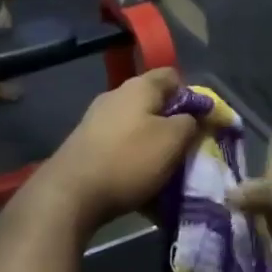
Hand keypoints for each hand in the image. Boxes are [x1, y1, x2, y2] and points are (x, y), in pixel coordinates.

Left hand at [33, 70, 196, 233]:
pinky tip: (140, 182)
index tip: (202, 123)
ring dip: (154, 146)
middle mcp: (115, 96)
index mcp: (139, 87)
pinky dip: (134, 160)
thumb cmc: (128, 160)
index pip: (173, 76)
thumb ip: (190, 122)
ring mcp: (97, 120)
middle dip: (173, 125)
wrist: (70, 194)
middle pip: (154, 104)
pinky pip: (121, 147)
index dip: (192, 96)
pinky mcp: (86, 145)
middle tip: (187, 150)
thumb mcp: (173, 141)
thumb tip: (192, 116)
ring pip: (138, 128)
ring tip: (166, 171)